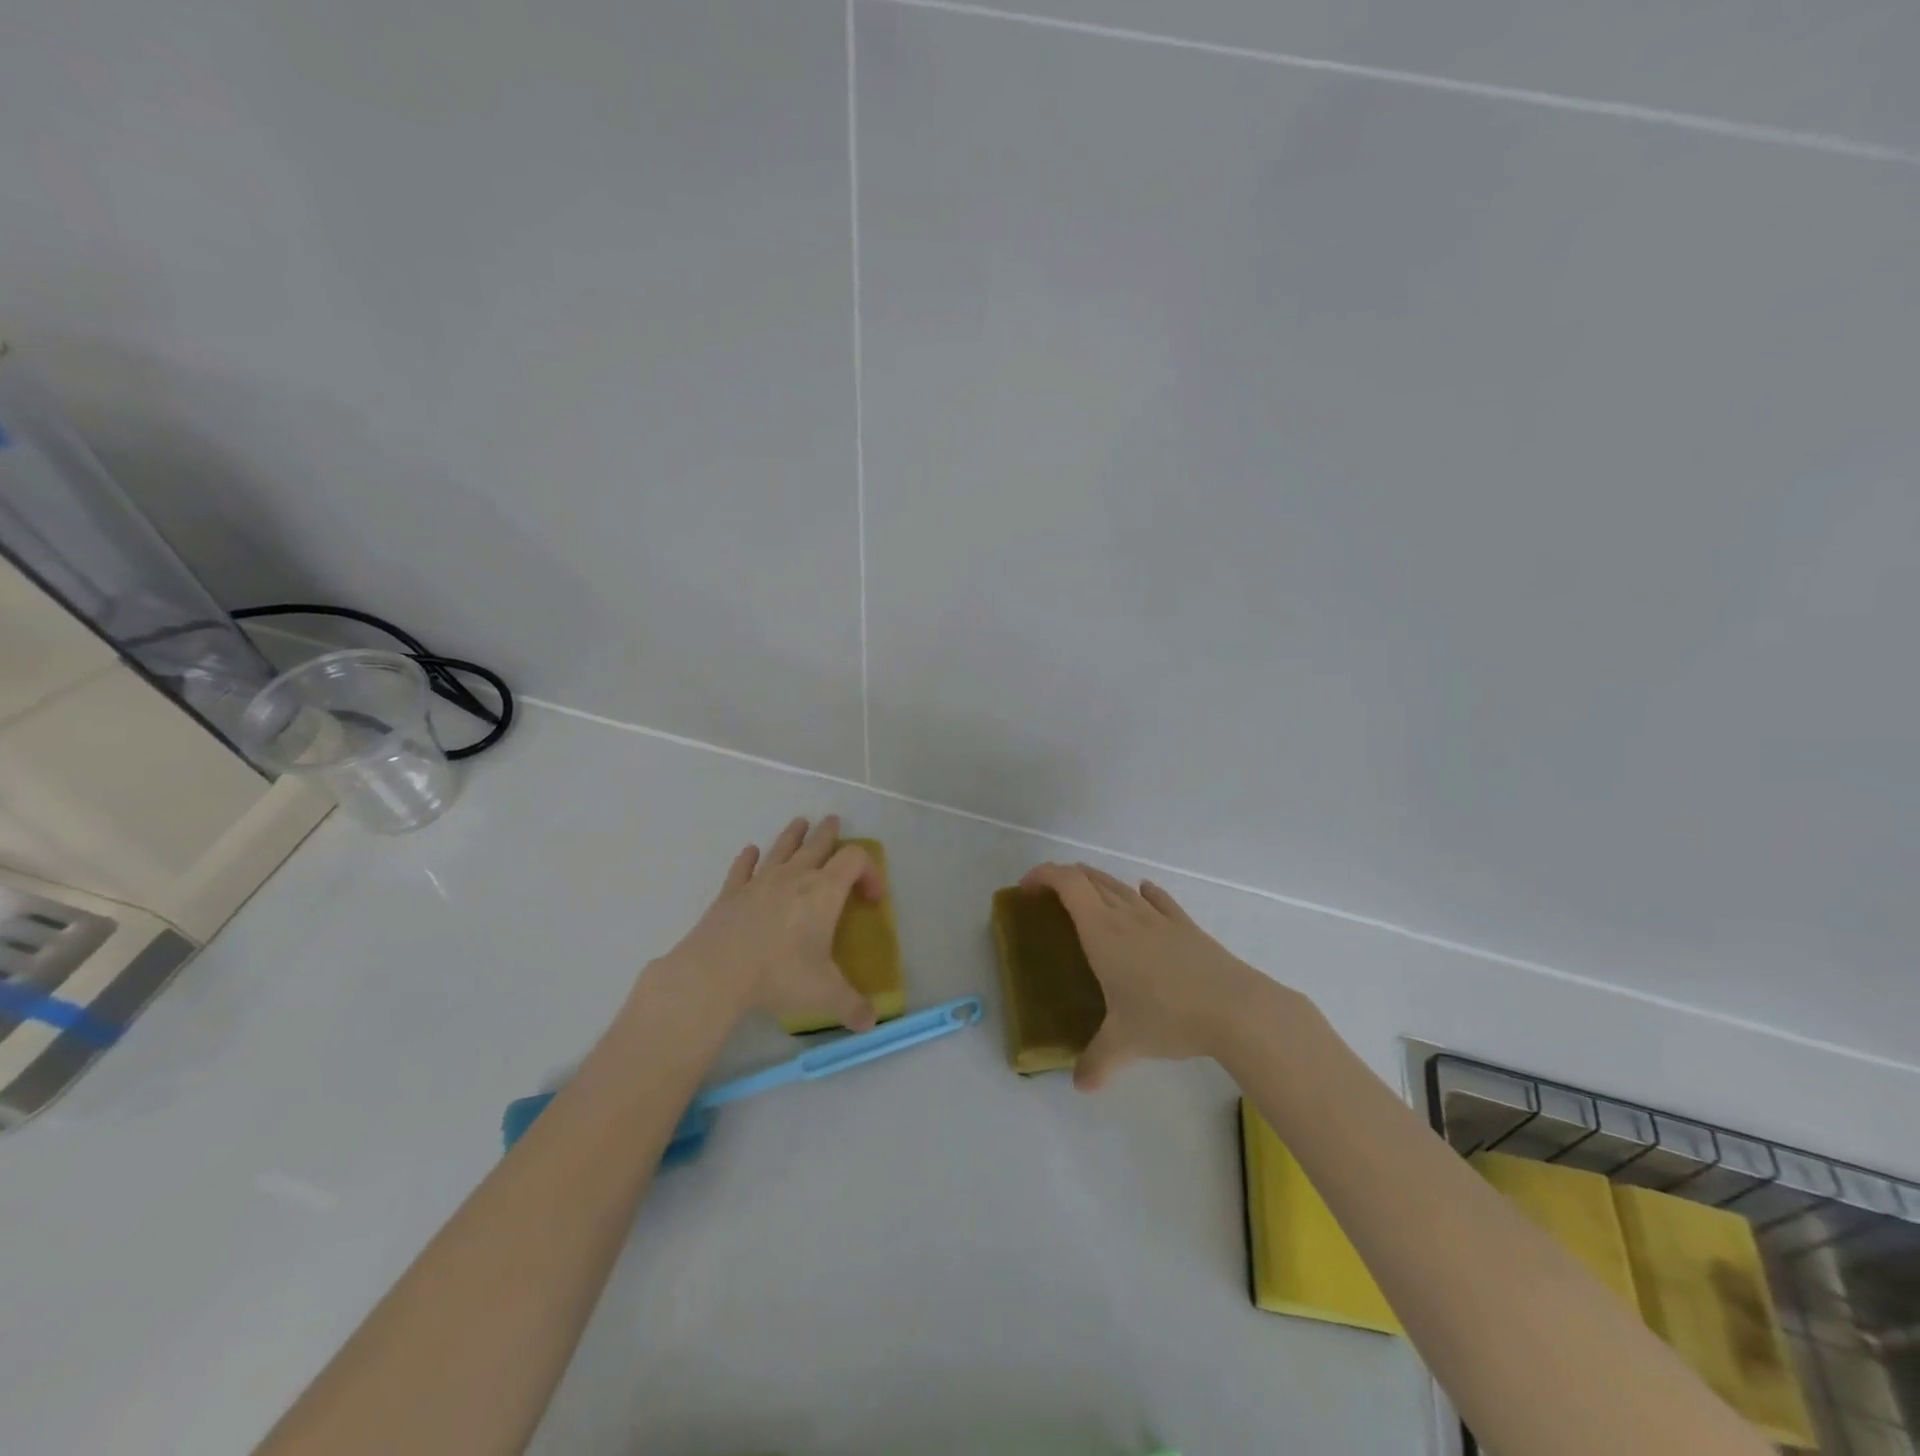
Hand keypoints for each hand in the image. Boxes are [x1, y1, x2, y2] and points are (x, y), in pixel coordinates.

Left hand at [656, 815, 881, 1031]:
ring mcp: (760, 881)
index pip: (855, 860)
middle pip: (818, 843)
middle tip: (834, 823)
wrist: (717, 972)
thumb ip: (852, 1006)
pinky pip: (743, 868)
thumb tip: (871, 1021)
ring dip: (794, 835)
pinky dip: (748, 859)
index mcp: (824, 891)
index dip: (869, 871)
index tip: (872, 898)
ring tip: (800, 823)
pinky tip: (749, 853)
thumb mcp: (825, 994)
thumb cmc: (779, 975)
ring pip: (782, 848)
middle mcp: (795, 876)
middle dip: (830, 834)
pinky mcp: (731, 893)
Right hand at [1021, 862, 1290, 1090]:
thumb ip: (1096, 1061)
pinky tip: (1143, 894)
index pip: (1067, 883)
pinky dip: (1143, 893)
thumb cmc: (1167, 1016)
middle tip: (1050, 898)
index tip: (1027, 888)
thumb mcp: (1124, 1043)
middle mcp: (1126, 914)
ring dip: (1098, 883)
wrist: (1233, 1007)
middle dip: (1065, 878)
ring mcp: (1158, 916)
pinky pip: (1158, 899)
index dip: (1043, 875)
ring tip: (1087, 898)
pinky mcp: (1185, 925)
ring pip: (1121, 886)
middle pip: (1090, 878)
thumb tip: (1080, 1085)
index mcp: (1102, 931)